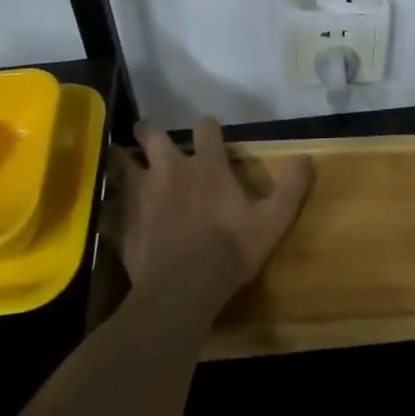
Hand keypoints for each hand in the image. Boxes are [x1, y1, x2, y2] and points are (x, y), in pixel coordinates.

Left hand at [112, 117, 312, 314]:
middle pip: (153, 136)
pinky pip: (109, 204)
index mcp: (207, 166)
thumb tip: (307, 157)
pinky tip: (107, 206)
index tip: (209, 131)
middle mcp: (170, 170)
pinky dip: (108, 202)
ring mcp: (141, 195)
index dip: (208, 127)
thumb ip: (292, 187)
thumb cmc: (231, 249)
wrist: (183, 288)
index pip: (206, 129)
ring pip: (123, 163)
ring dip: (122, 157)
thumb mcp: (274, 220)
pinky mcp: (123, 222)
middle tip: (148, 131)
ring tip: (119, 156)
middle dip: (150, 130)